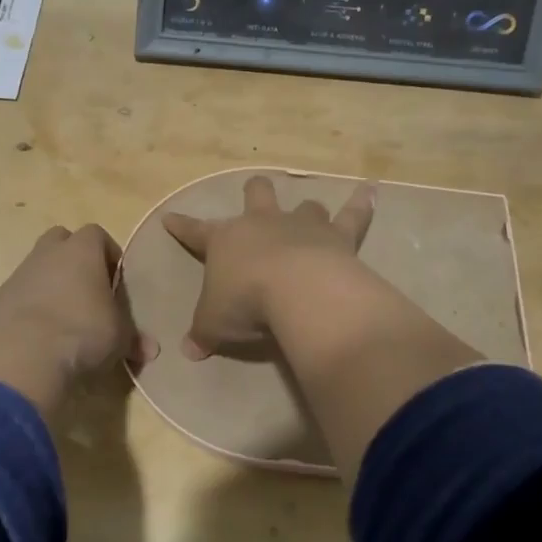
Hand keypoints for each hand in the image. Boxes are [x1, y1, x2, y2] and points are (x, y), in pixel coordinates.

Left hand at [0, 224, 155, 414]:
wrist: (21, 357)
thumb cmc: (82, 334)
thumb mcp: (119, 339)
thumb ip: (134, 339)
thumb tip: (151, 350)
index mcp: (82, 251)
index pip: (97, 234)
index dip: (108, 254)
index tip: (115, 281)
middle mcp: (48, 253)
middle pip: (61, 240)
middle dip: (74, 259)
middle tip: (87, 291)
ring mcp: (18, 274)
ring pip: (37, 267)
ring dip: (50, 284)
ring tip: (64, 318)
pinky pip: (19, 294)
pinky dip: (29, 307)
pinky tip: (39, 336)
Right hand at [163, 175, 374, 359]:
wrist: (297, 291)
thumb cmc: (246, 303)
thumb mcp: (214, 325)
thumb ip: (202, 334)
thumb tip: (189, 351)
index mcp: (226, 241)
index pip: (196, 231)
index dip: (183, 226)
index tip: (171, 218)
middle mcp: (263, 223)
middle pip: (257, 194)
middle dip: (254, 193)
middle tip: (255, 194)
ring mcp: (302, 225)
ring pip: (304, 205)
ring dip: (305, 209)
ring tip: (309, 212)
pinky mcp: (338, 235)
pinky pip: (353, 214)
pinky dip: (361, 202)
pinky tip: (370, 190)